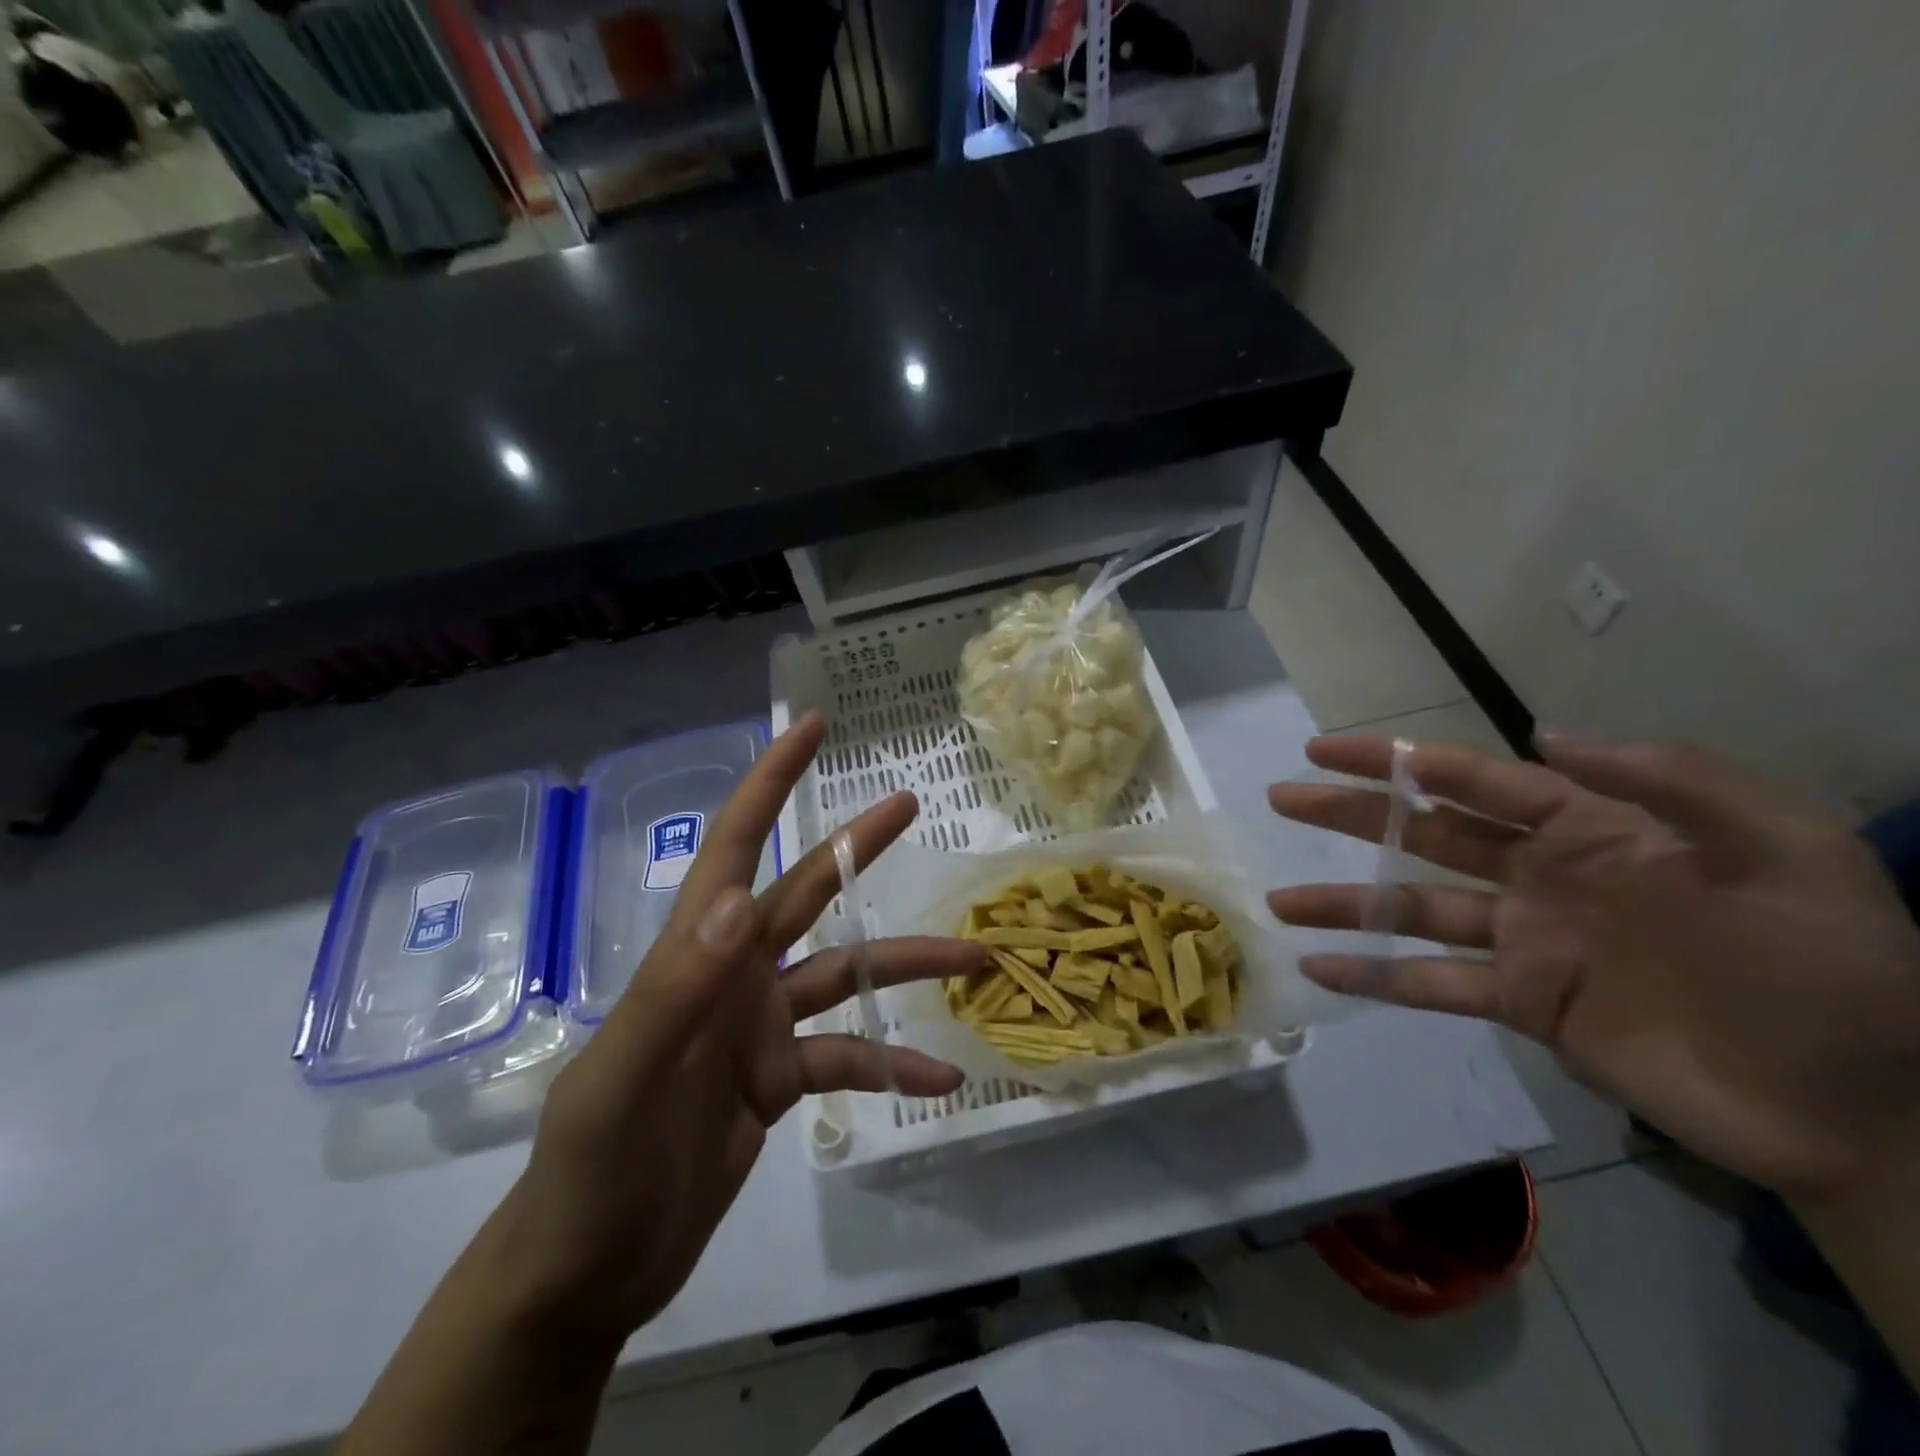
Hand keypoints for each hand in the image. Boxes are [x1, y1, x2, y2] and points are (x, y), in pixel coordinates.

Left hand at [506, 713, 981, 1342]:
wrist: (589, 1274)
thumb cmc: (590, 1173)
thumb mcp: (623, 1085)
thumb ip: (677, 991)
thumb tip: (740, 899)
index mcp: (695, 954)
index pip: (733, 846)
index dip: (769, 783)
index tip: (811, 730)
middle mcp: (734, 974)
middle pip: (807, 892)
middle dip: (857, 846)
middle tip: (911, 803)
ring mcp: (761, 1025)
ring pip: (846, 976)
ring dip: (906, 968)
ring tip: (975, 958)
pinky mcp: (780, 1078)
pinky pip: (848, 1058)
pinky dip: (893, 1066)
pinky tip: (940, 1079)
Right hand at [1267, 735, 1919, 1202]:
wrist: (1868, 1111)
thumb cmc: (1831, 970)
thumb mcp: (1786, 852)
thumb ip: (1671, 781)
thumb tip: (1544, 734)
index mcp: (1593, 830)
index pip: (1473, 781)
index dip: (1397, 761)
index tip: (1326, 749)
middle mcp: (1541, 877)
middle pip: (1423, 834)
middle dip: (1350, 813)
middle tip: (1281, 796)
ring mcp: (1525, 942)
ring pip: (1413, 909)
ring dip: (1344, 903)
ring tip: (1279, 902)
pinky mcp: (1523, 1004)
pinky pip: (1433, 984)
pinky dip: (1376, 977)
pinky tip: (1322, 971)